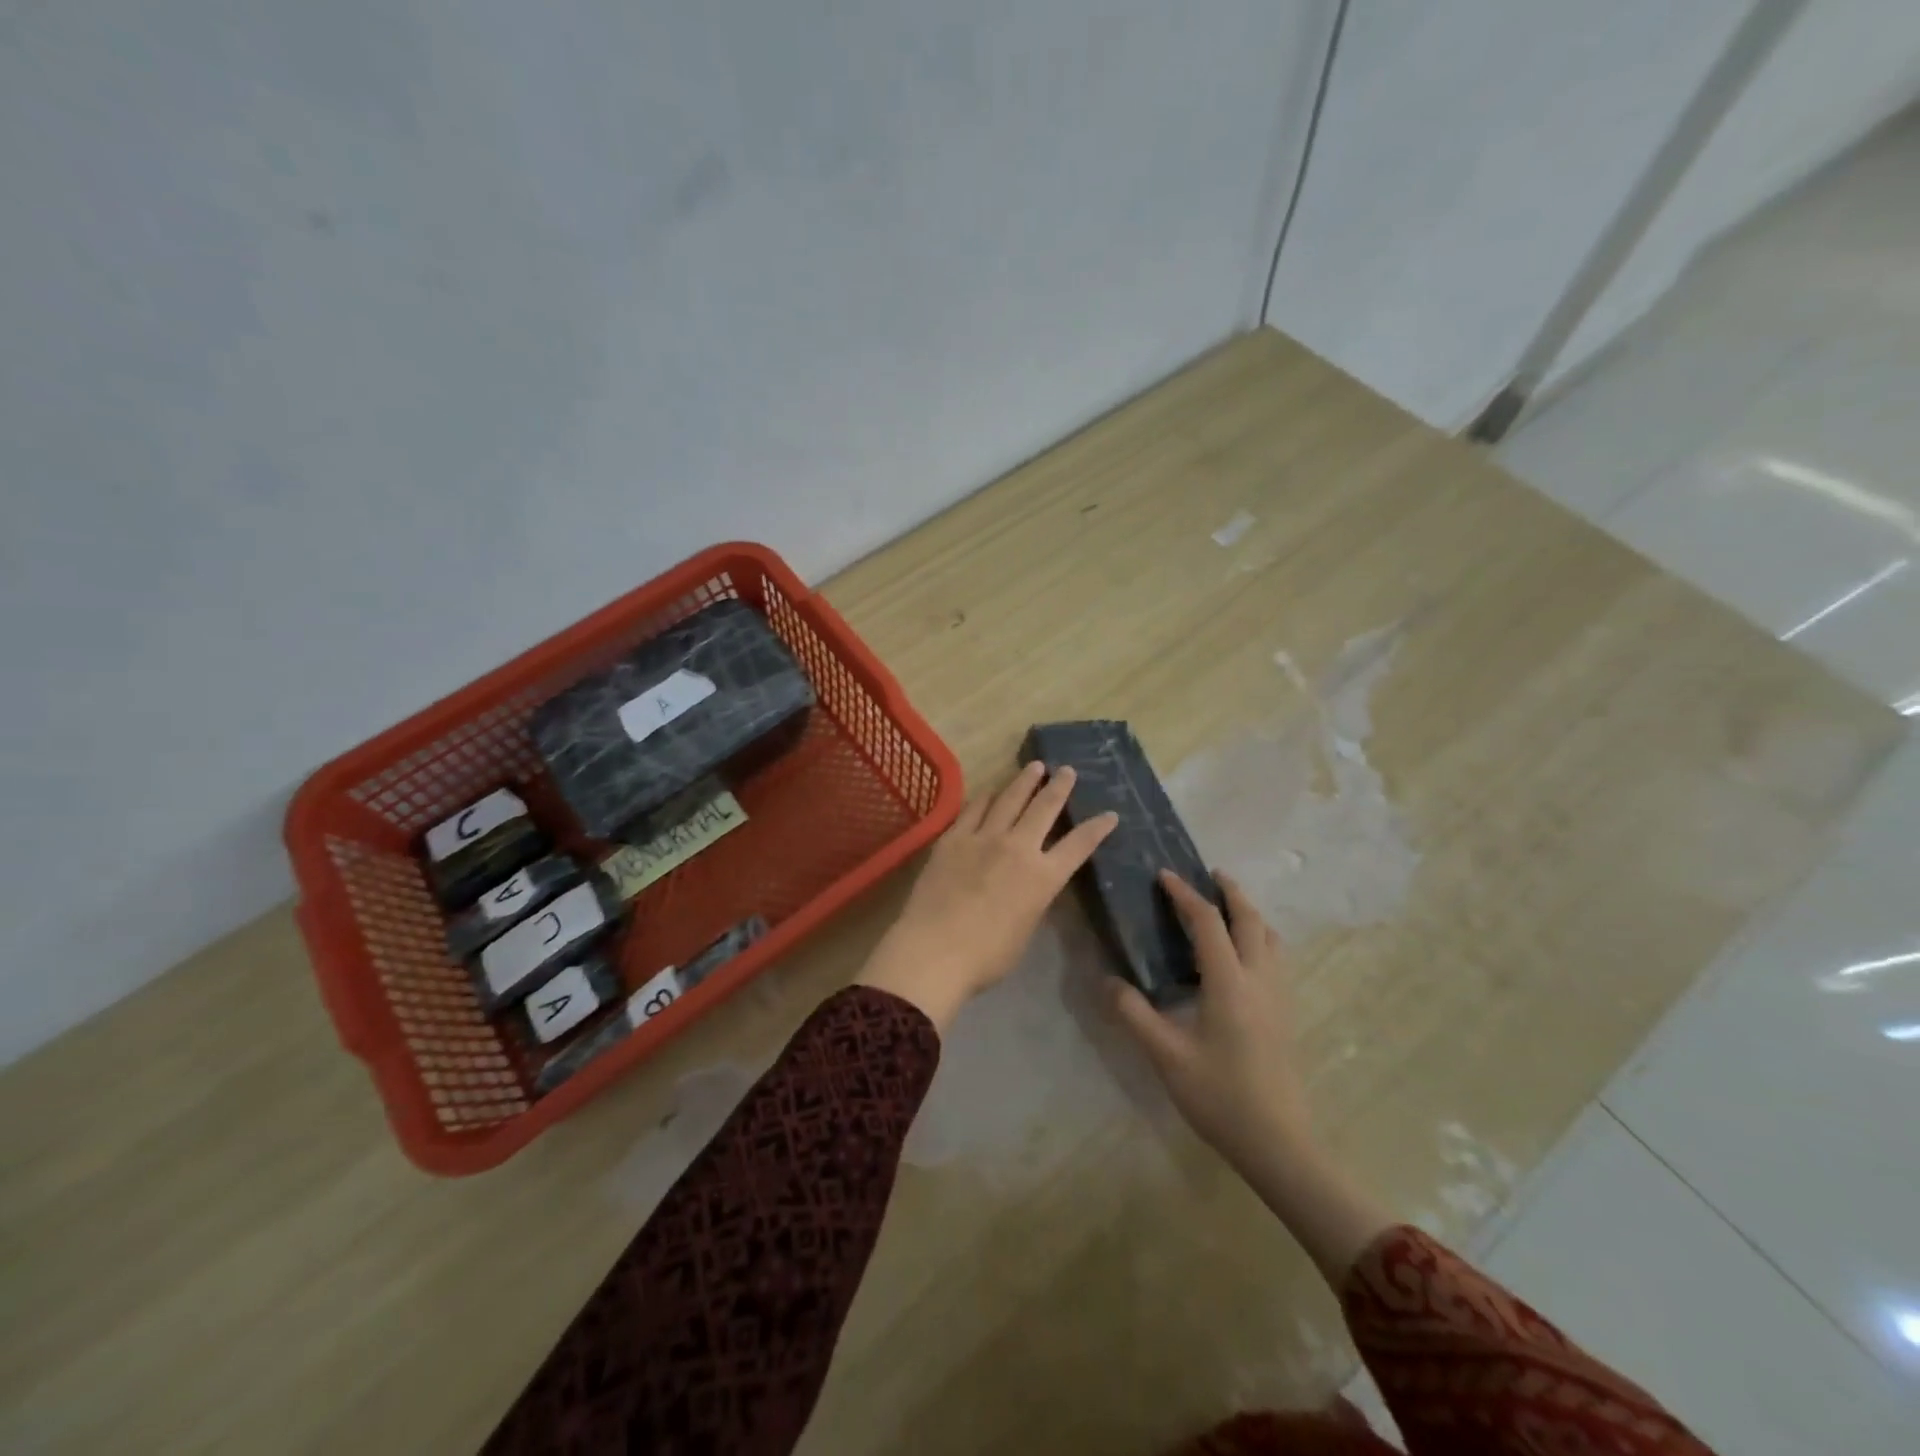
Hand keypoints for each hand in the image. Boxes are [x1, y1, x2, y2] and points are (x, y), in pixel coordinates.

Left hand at [857, 761, 1116, 1030]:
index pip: (1079, 845)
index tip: (1110, 813)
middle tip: (1067, 770)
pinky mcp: (953, 838)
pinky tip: (991, 790)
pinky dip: (987, 796)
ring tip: (1034, 766)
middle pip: (1044, 808)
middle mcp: (1018, 848)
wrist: (935, 950)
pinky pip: (974, 809)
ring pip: (1010, 799)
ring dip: (1025, 781)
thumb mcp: (1025, 930)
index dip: (1097, 828)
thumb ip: (1032, 900)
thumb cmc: (986, 956)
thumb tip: (1030, 885)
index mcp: (1043, 878)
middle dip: (1059, 787)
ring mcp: (983, 838)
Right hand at [1112, 870, 1313, 1168]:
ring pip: (1270, 937)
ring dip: (1249, 913)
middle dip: (1230, 891)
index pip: (1208, 922)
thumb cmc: (1220, 1096)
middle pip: (1250, 919)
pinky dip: (1259, 937)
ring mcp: (1278, 996)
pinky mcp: (1285, 1013)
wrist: (1278, 1142)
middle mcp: (1259, 978)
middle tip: (1208, 874)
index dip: (1185, 894)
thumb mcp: (1167, 1056)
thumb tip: (1106, 980)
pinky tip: (1242, 955)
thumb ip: (1134, 1014)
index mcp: (1229, 982)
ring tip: (1226, 907)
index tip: (1164, 875)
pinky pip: (1275, 957)